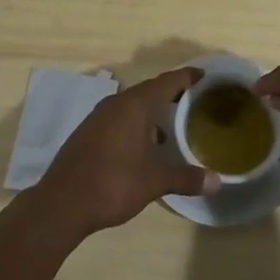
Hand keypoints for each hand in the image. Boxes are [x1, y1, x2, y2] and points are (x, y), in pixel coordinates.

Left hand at [32, 67, 218, 236]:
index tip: (203, 75)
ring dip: (151, 112)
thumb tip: (217, 181)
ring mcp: (99, 117)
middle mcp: (116, 104)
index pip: (166, 82)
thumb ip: (186, 178)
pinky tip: (144, 147)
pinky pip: (119, 119)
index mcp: (134, 105)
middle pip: (149, 91)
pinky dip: (136, 124)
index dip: (186, 77)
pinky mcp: (88, 133)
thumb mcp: (154, 182)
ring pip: (132, 106)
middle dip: (170, 94)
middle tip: (192, 100)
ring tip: (171, 127)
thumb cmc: (113, 184)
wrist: (61, 204)